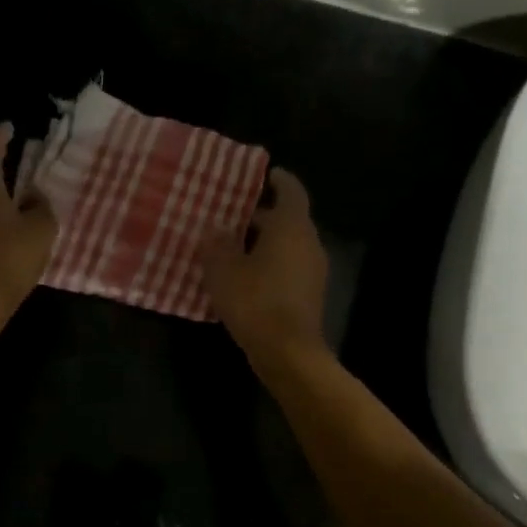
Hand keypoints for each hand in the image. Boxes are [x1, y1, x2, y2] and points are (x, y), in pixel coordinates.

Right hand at [201, 169, 328, 363]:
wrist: (287, 352)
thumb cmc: (255, 301)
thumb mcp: (223, 270)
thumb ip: (216, 245)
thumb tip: (214, 230)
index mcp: (291, 227)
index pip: (291, 190)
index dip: (277, 179)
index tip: (264, 174)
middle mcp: (308, 243)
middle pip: (288, 219)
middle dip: (261, 216)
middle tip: (231, 216)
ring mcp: (312, 270)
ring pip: (288, 245)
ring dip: (264, 243)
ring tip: (232, 247)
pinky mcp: (308, 295)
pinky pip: (288, 268)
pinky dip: (269, 265)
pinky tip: (244, 278)